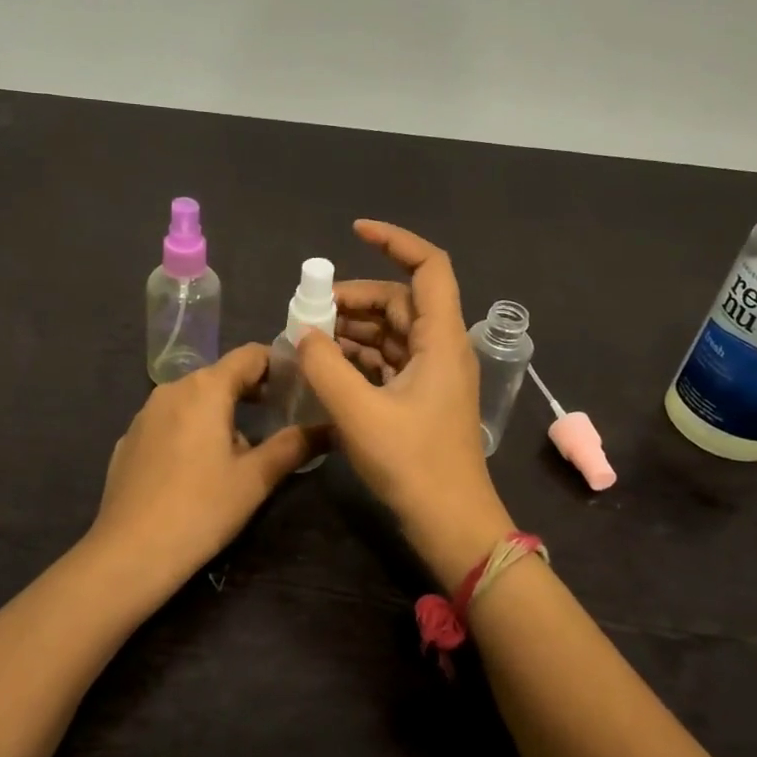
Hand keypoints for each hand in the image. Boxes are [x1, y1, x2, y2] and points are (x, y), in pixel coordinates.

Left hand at [89, 342, 317, 594]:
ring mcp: (144, 414)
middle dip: (252, 391)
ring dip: (221, 412)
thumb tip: (330, 427)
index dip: (279, 364)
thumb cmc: (201, 508)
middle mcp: (171, 390)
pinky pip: (169, 422)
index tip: (300, 385)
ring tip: (243, 447)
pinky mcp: (128, 440)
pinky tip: (197, 468)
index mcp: (205, 388)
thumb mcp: (256, 479)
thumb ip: (294, 446)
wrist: (130, 552)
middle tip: (281, 416)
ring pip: (193, 399)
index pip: (250, 355)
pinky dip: (190, 430)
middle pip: (220, 376)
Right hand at [296, 220, 513, 584]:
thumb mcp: (359, 413)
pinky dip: (358, 357)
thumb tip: (304, 334)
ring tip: (309, 339)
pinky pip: (388, 362)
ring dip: (353, 329)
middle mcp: (441, 348)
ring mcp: (433, 375)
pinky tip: (326, 368)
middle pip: (400, 300)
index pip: (429, 267)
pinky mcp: (421, 399)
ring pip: (392, 332)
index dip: (395, 241)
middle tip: (309, 309)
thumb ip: (325, 367)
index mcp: (441, 339)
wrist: (452, 524)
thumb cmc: (413, 464)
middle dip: (355, 297)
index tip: (354, 232)